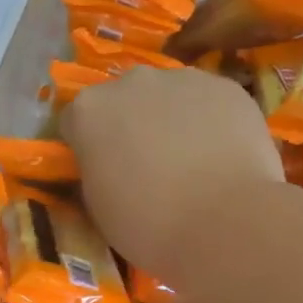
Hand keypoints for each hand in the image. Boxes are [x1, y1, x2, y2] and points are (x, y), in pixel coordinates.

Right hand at [61, 68, 284, 287]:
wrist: (223, 223)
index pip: (76, 121)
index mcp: (88, 111)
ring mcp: (181, 78)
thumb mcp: (98, 205)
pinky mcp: (226, 86)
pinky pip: (209, 101)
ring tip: (191, 161)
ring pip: (169, 95)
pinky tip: (222, 155)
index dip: (88, 146)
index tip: (102, 170)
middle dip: (130, 124)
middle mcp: (130, 81)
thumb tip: (107, 164)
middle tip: (148, 165)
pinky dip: (211, 121)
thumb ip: (96, 170)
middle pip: (124, 99)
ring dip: (172, 119)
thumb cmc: (147, 224)